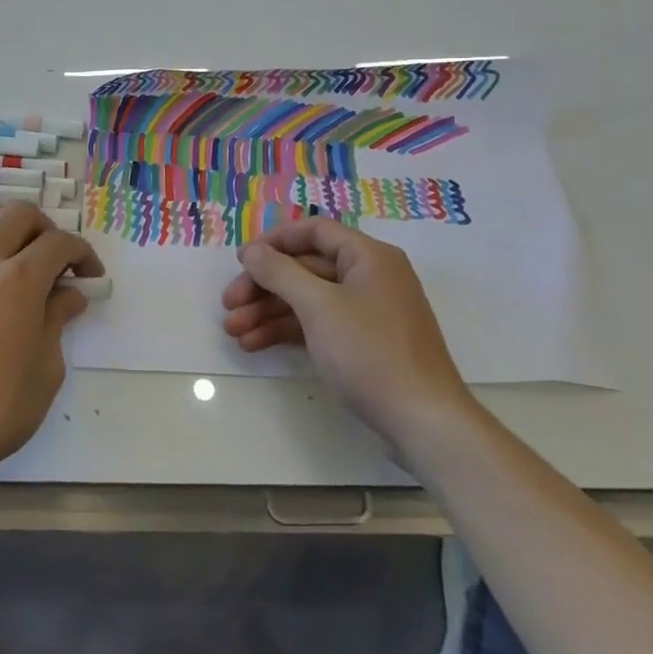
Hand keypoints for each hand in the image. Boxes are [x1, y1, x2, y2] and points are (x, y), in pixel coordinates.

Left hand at [0, 202, 103, 486]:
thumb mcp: (46, 369)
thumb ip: (57, 320)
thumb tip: (69, 294)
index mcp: (19, 280)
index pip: (59, 242)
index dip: (83, 254)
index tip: (91, 276)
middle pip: (20, 213)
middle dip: (47, 229)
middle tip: (57, 262)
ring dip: (10, 226)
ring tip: (21, 259)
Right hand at [221, 218, 474, 453]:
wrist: (423, 421)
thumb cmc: (370, 353)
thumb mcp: (319, 307)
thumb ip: (280, 273)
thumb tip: (251, 250)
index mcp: (368, 257)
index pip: (314, 231)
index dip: (274, 241)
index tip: (241, 261)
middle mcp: (369, 276)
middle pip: (306, 267)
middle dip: (263, 286)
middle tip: (229, 304)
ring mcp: (368, 311)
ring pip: (308, 299)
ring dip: (268, 312)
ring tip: (234, 332)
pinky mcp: (364, 342)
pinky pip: (318, 324)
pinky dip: (288, 331)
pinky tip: (255, 344)